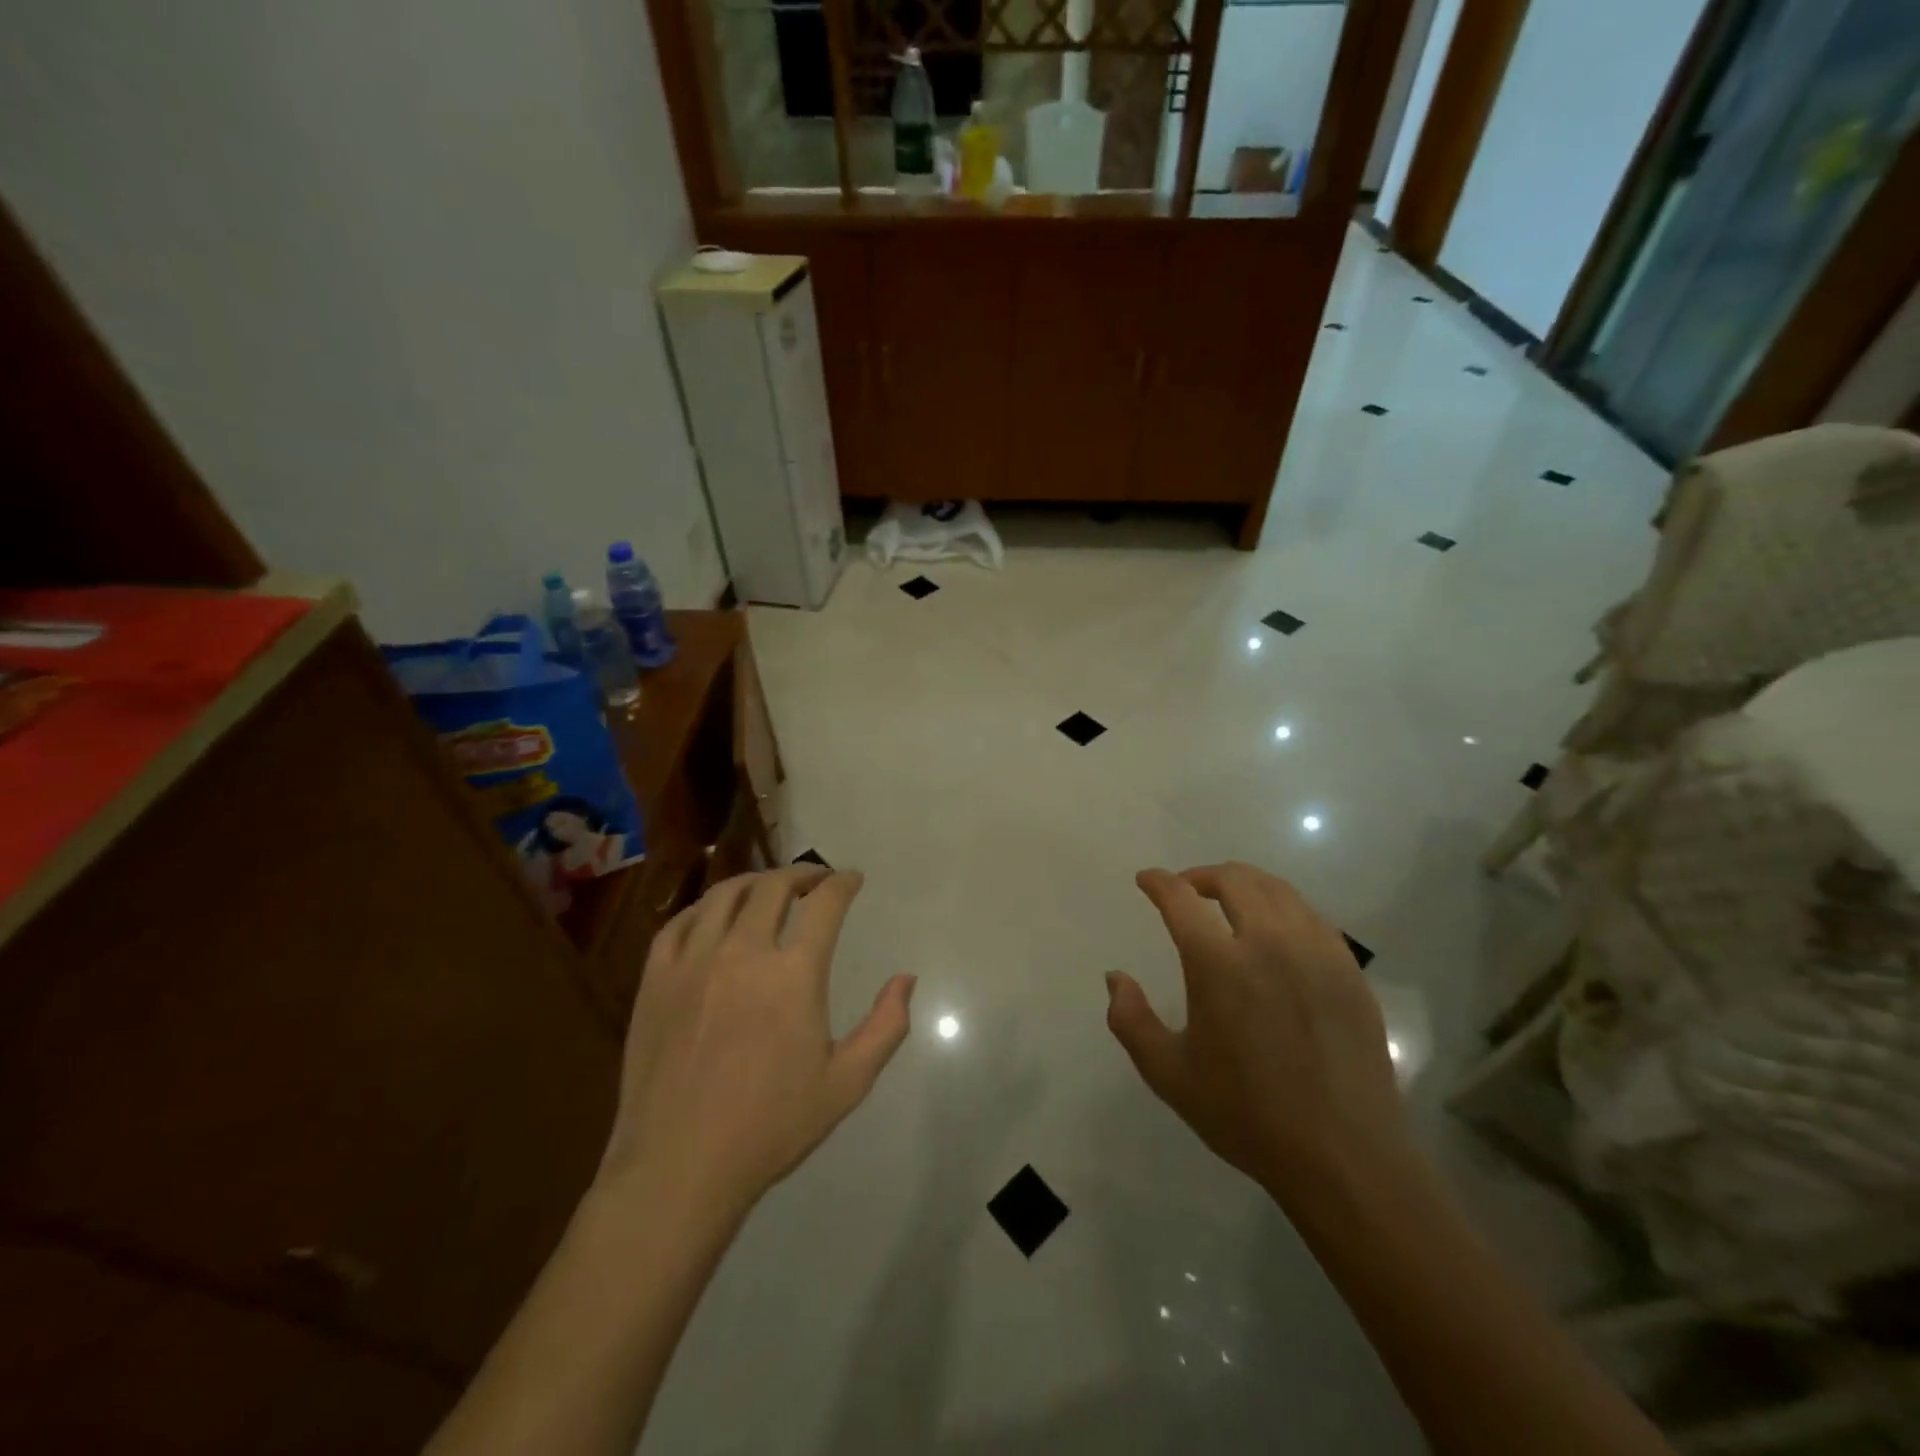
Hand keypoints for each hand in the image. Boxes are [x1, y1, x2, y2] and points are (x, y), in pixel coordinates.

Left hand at [597, 866, 915, 1219]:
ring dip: (756, 881)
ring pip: (725, 894)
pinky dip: (706, 908)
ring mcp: (693, 961)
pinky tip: (716, 917)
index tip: (851, 879)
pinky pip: (680, 922)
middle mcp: (743, 952)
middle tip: (815, 881)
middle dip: (802, 874)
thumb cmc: (771, 1126)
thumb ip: (886, 1026)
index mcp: (793, 974)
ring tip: (769, 889)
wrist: (680, 1167)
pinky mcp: (656, 979)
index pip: (824, 903)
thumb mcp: (847, 1083)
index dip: (842, 883)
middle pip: (774, 886)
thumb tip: (906, 979)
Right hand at [1106, 863, 1406, 1209]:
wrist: (1344, 1157)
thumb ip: (1130, 1020)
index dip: (1158, 882)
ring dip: (1244, 884)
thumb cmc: (1247, 1116)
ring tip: (1229, 903)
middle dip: (1201, 875)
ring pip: (1277, 890)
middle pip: (1234, 879)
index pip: (1181, 898)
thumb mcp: (1169, 1075)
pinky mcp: (1349, 970)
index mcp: (1219, 965)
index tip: (1147, 880)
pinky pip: (1312, 916)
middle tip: (1187, 891)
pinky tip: (1276, 932)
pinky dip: (1284, 908)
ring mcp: (1316, 953)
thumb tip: (1115, 977)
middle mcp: (1269, 943)